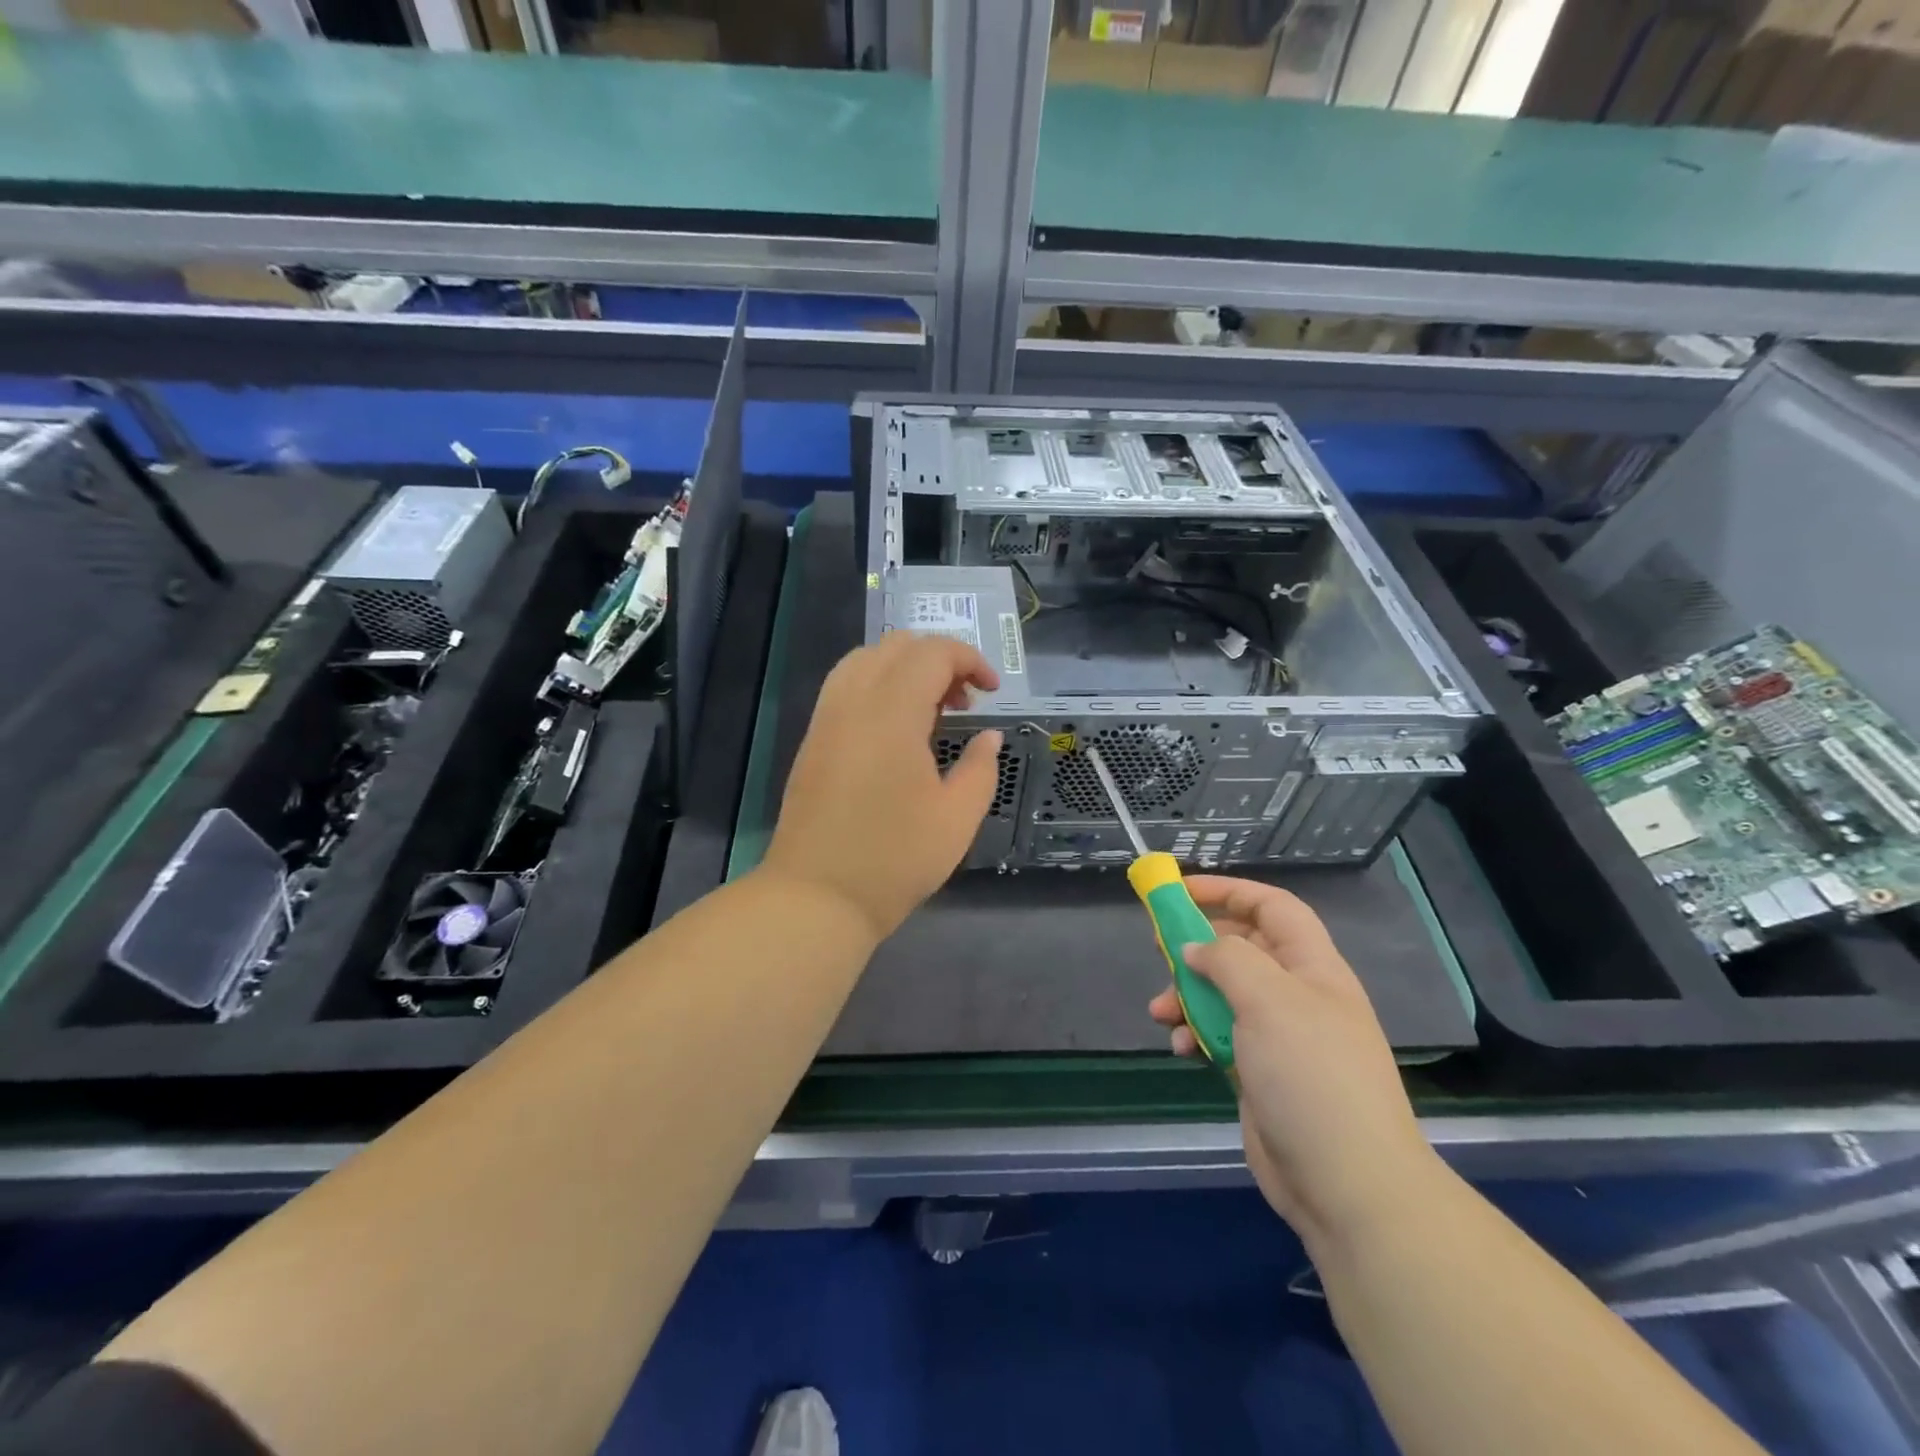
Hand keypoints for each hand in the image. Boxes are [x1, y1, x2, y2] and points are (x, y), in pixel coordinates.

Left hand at [762, 632, 1002, 941]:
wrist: (816, 897)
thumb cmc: (894, 860)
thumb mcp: (957, 818)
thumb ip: (981, 768)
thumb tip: (988, 736)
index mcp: (892, 713)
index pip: (932, 653)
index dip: (969, 659)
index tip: (991, 692)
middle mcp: (853, 702)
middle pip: (896, 646)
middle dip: (938, 660)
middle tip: (963, 702)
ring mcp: (825, 719)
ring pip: (864, 660)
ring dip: (904, 669)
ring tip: (930, 711)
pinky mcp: (812, 740)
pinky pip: (844, 686)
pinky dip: (876, 686)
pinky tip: (894, 729)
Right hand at [1149, 876, 1438, 1247]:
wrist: (1347, 1184)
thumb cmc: (1310, 1075)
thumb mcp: (1268, 1000)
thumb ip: (1226, 960)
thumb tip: (1195, 948)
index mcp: (1312, 967)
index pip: (1272, 908)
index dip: (1228, 891)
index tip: (1179, 892)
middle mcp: (1297, 996)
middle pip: (1241, 949)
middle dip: (1197, 946)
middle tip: (1161, 951)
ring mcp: (1279, 1037)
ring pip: (1223, 994)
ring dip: (1187, 995)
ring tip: (1161, 1011)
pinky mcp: (1260, 1073)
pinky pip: (1219, 1036)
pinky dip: (1195, 1033)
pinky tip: (1179, 1047)